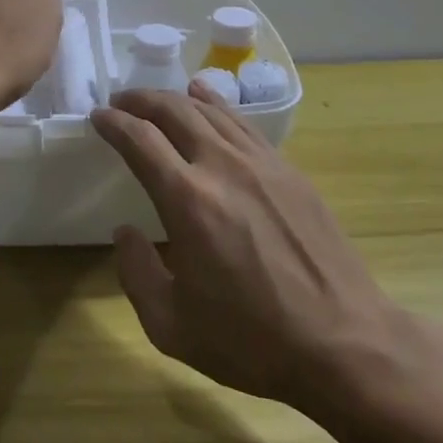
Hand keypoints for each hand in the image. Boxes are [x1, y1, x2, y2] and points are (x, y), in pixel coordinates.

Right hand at [91, 78, 411, 418]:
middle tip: (121, 102)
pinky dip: (217, 105)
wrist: (345, 344)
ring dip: (176, 99)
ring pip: (211, 110)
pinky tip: (207, 100)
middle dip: (141, 100)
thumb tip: (125, 232)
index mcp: (188, 200)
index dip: (113, 123)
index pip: (140, 140)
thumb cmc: (252, 340)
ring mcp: (262, 164)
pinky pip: (244, 124)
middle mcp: (222, 167)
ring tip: (157, 100)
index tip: (97, 116)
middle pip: (174, 111)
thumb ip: (136, 273)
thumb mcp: (172, 326)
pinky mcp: (290, 171)